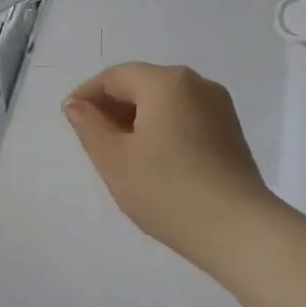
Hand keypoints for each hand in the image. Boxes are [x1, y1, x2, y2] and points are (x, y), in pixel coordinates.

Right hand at [64, 63, 275, 269]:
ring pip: (164, 102)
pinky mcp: (229, 131)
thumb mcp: (114, 159)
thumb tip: (77, 105)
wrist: (236, 229)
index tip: (69, 119)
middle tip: (91, 140)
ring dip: (136, 119)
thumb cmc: (166, 190)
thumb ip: (89, 126)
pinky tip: (152, 160)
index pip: (115, 76)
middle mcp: (196, 84)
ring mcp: (219, 107)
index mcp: (166, 82)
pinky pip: (184, 117)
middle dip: (112, 106)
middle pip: (142, 84)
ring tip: (120, 154)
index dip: (87, 94)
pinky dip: (161, 129)